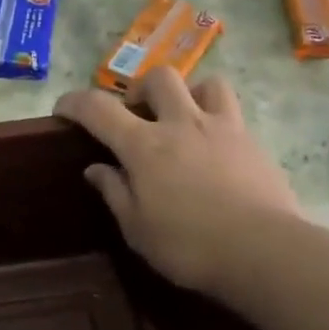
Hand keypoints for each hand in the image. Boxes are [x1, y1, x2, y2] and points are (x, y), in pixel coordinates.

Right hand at [53, 68, 298, 301]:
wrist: (264, 251)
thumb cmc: (190, 246)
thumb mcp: (138, 229)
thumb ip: (115, 193)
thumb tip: (96, 169)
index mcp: (145, 146)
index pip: (99, 109)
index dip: (75, 103)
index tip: (63, 109)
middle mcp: (182, 124)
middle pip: (158, 78)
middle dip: (140, 89)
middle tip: (136, 116)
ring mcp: (223, 128)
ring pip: (206, 83)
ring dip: (188, 94)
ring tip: (183, 120)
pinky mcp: (253, 142)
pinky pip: (233, 113)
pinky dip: (217, 120)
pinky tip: (215, 149)